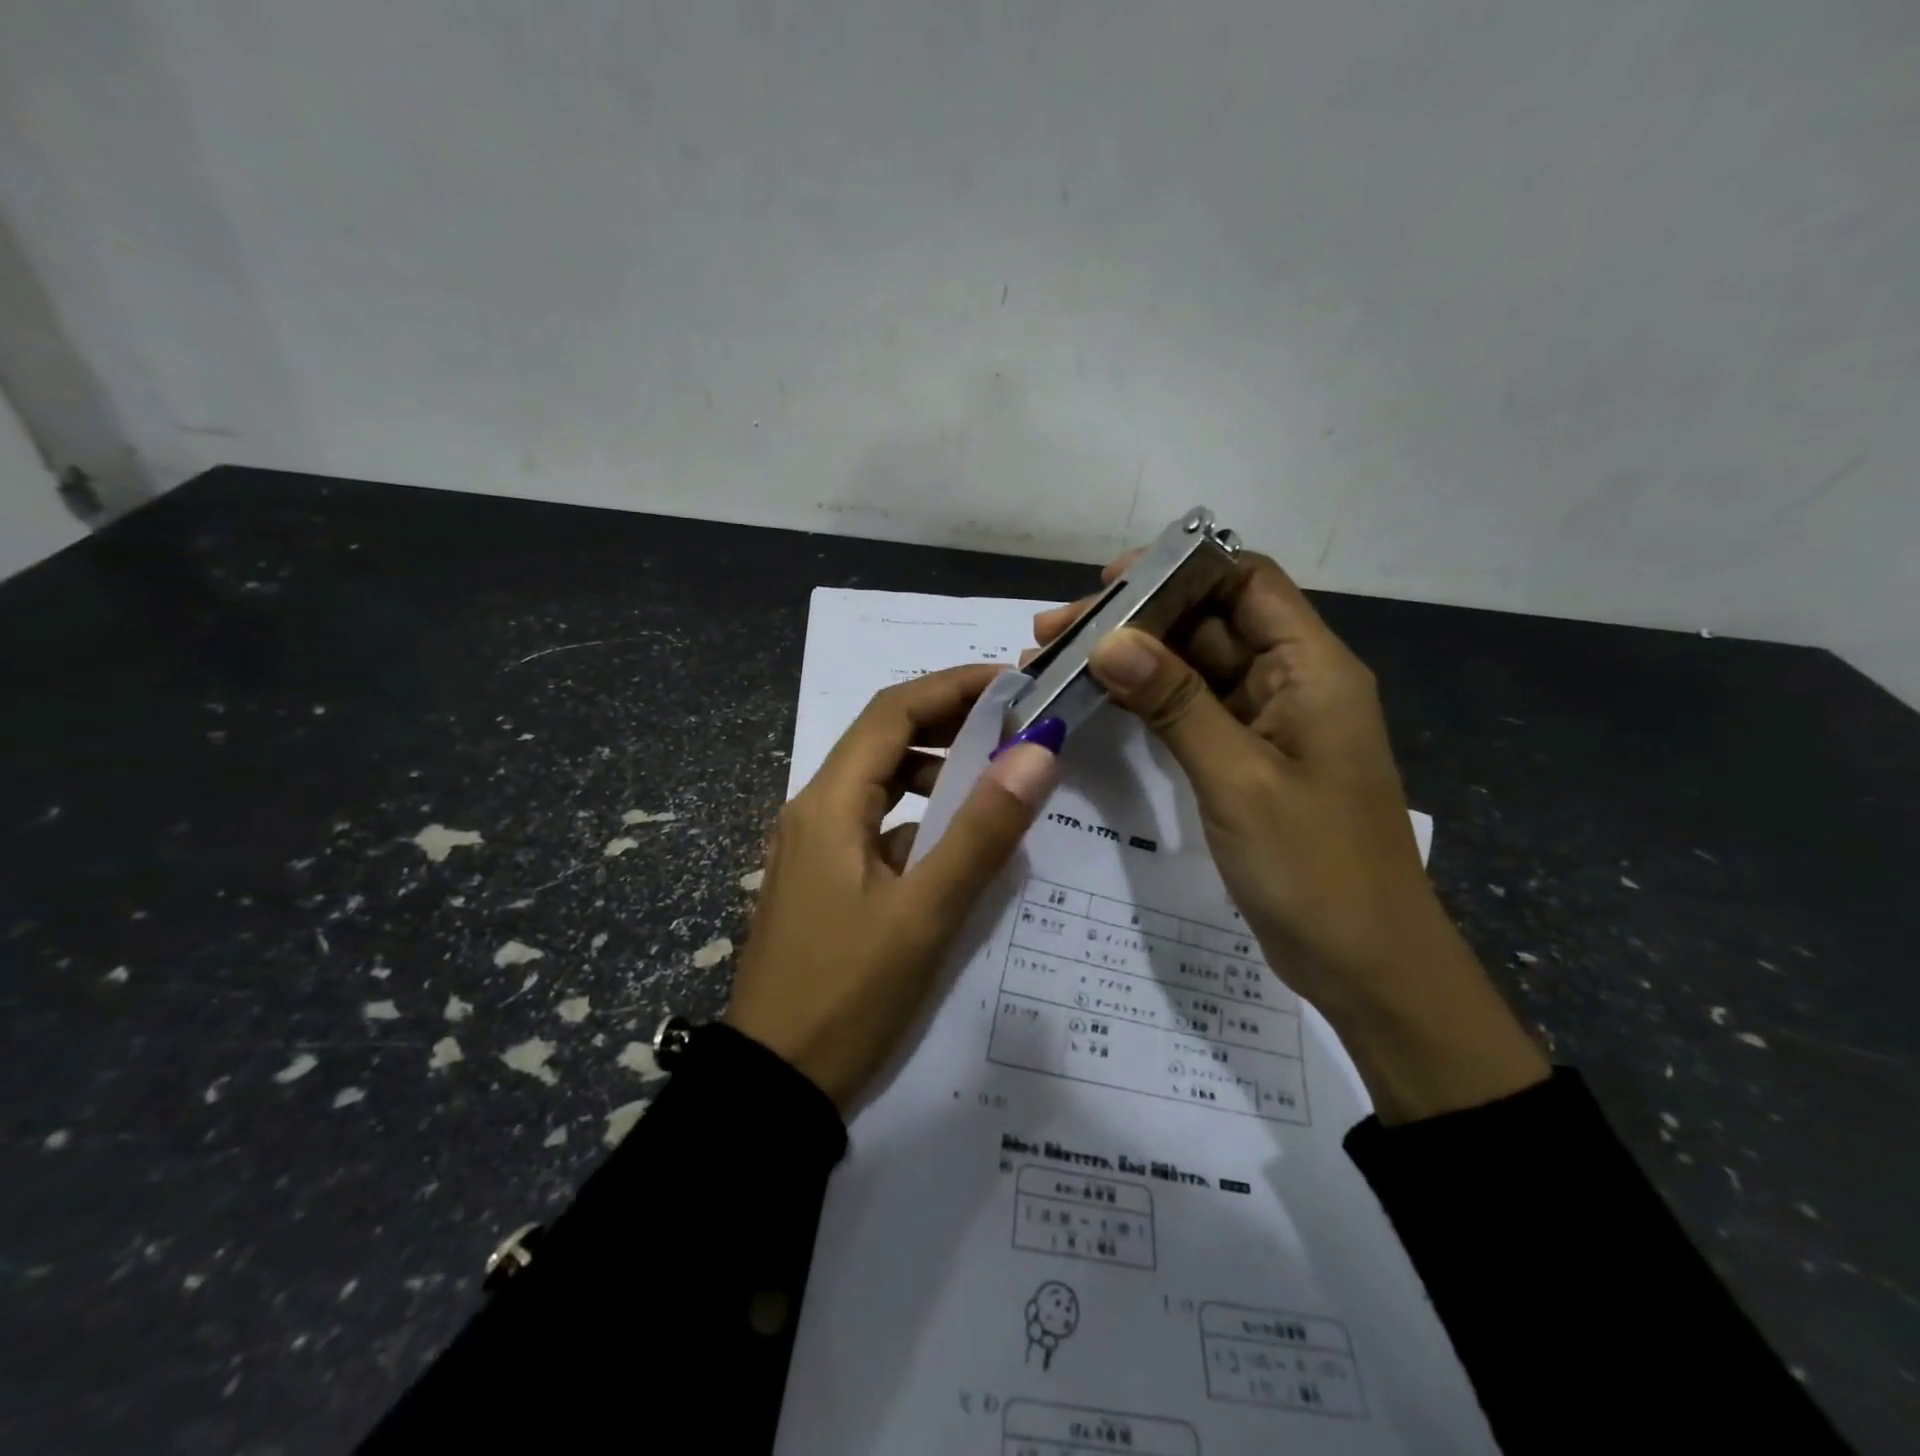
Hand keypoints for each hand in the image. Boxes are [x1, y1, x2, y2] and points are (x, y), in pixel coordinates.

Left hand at [728, 665, 1059, 1110]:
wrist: (772, 1088)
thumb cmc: (847, 996)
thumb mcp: (925, 914)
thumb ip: (982, 831)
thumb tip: (1036, 751)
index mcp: (829, 803)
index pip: (892, 712)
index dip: (952, 687)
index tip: (1013, 685)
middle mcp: (815, 811)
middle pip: (884, 740)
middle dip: (949, 722)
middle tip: (1015, 727)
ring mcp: (814, 848)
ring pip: (881, 784)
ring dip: (935, 771)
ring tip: (994, 780)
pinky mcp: (823, 882)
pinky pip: (876, 827)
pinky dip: (919, 818)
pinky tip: (956, 845)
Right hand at [1034, 553, 1546, 1122]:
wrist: (1365, 964)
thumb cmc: (1315, 868)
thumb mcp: (1239, 779)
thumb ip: (1177, 703)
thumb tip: (1111, 639)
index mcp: (1311, 668)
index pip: (1245, 582)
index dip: (1178, 570)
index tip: (1106, 585)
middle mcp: (1291, 681)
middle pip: (1209, 622)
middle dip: (1135, 620)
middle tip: (1054, 633)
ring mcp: (1267, 723)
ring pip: (1194, 668)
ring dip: (1133, 663)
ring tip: (1058, 664)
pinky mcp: (1247, 760)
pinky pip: (1194, 712)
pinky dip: (1148, 704)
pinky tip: (1097, 704)